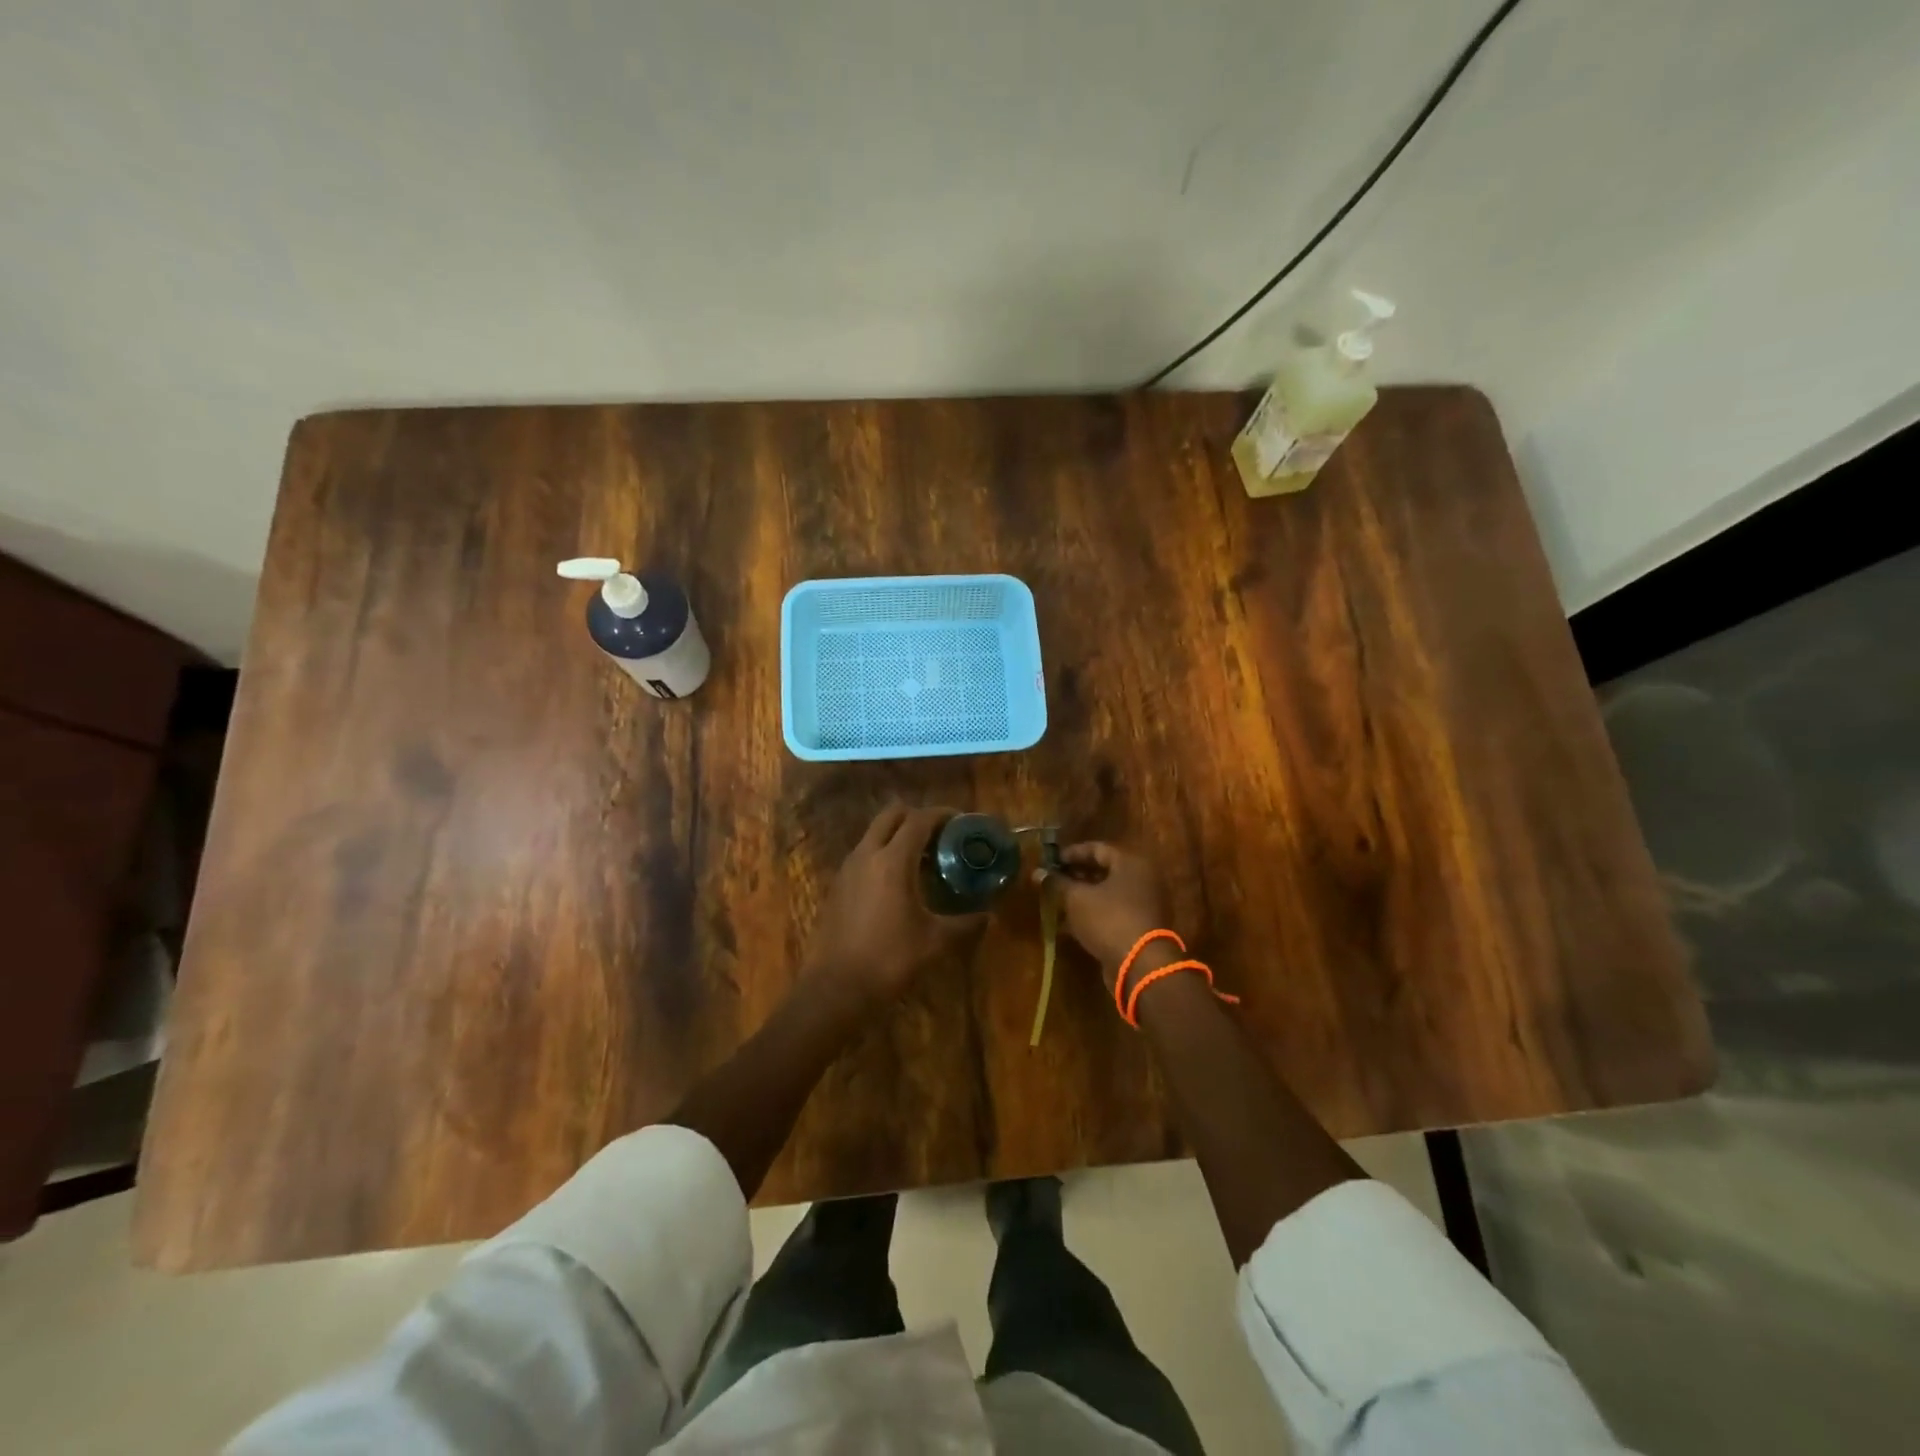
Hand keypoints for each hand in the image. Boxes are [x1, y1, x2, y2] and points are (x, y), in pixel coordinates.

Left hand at [803, 804, 984, 1010]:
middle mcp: (867, 854)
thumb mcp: (935, 942)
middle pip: (892, 815)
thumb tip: (989, 915)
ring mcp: (847, 868)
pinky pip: (864, 854)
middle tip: (940, 836)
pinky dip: (883, 854)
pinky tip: (898, 883)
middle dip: (918, 817)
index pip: (920, 819)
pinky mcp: (837, 885)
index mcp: (893, 860)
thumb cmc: (889, 959)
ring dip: (898, 836)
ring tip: (923, 860)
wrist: (835, 988)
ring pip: (875, 833)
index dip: (943, 815)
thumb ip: (965, 923)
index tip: (962, 822)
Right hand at [1045, 842, 1172, 988]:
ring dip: (1083, 896)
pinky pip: (1113, 912)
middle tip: (1053, 881)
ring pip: (1108, 893)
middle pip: (1104, 870)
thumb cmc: (1109, 920)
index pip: (1097, 848)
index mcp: (1130, 862)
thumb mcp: (1076, 899)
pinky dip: (1093, 914)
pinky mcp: (1141, 926)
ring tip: (1058, 901)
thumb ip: (1057, 883)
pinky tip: (1069, 924)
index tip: (1051, 861)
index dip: (1071, 853)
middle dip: (1076, 875)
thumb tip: (1037, 872)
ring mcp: (1145, 903)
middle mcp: (1142, 878)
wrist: (1141, 965)